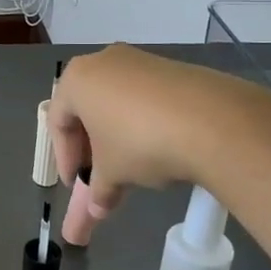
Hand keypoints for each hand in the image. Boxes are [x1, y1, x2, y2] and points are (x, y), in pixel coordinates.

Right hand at [49, 44, 225, 217]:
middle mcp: (103, 61)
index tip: (76, 184)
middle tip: (99, 177)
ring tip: (132, 166)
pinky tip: (159, 148)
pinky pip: (146, 98)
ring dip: (118, 136)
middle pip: (87, 108)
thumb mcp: (112, 173)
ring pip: (117, 102)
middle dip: (91, 147)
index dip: (65, 158)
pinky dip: (144, 123)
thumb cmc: (140, 142)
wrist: (213, 122)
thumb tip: (97, 209)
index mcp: (76, 79)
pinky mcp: (172, 68)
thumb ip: (98, 190)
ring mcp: (140, 61)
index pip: (58, 122)